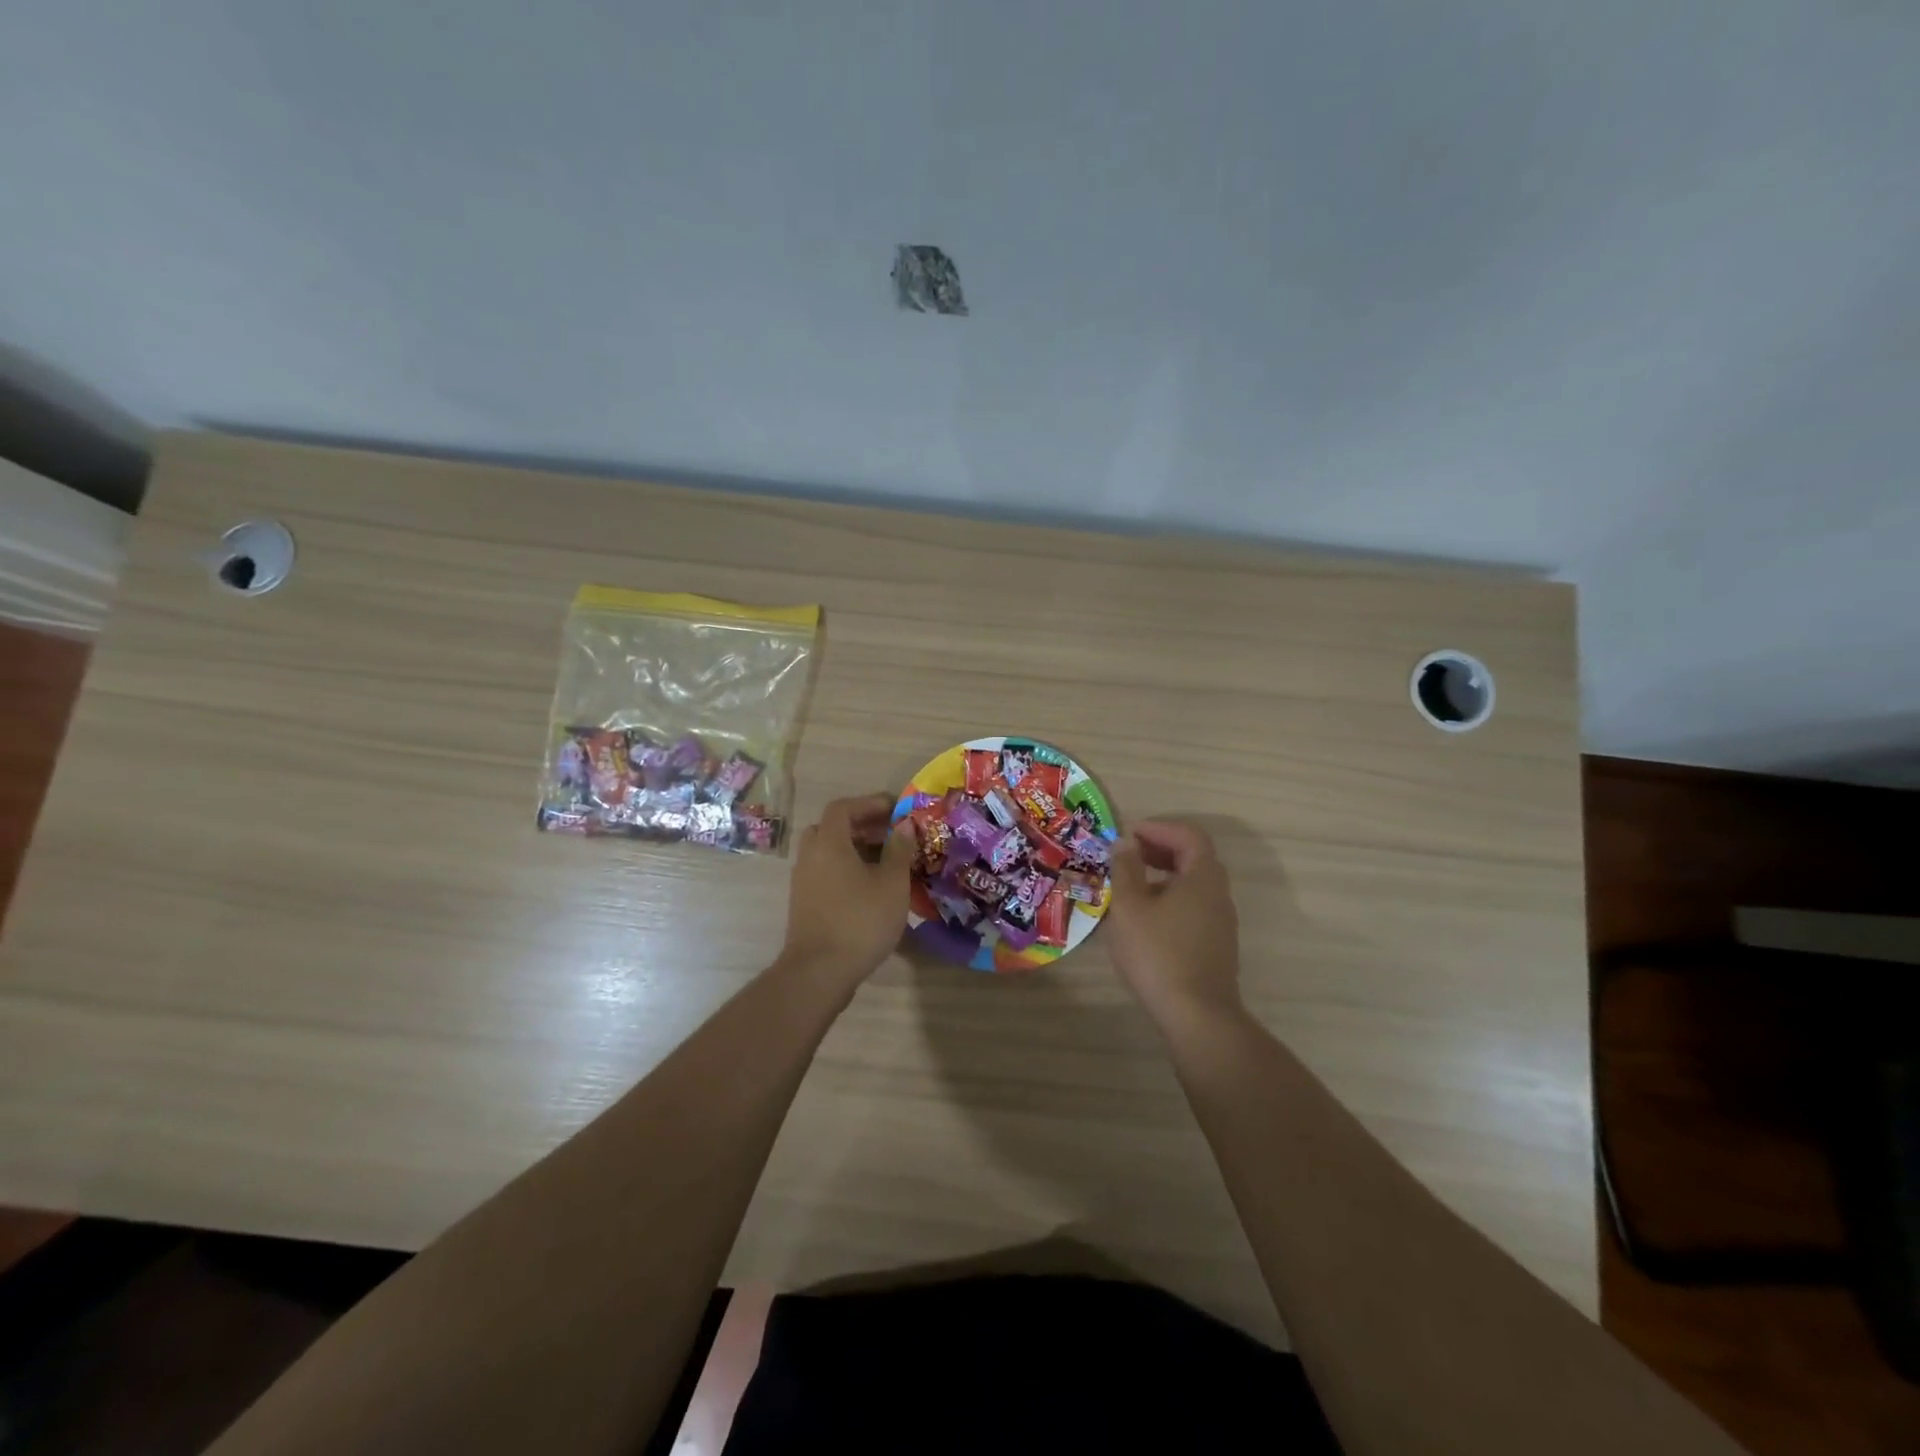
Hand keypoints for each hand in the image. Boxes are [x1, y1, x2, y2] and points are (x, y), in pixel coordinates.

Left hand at [779, 793, 912, 992]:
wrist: (819, 972)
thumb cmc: (860, 921)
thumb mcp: (892, 883)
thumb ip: (899, 850)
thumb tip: (904, 825)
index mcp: (829, 843)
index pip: (844, 807)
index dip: (870, 803)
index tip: (895, 808)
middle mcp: (810, 855)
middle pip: (832, 827)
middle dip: (862, 825)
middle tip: (890, 833)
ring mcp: (803, 880)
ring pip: (828, 851)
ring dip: (854, 848)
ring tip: (885, 860)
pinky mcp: (804, 902)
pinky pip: (825, 871)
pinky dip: (846, 867)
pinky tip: (870, 886)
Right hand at [1107, 821, 1242, 1028]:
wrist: (1196, 1016)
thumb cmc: (1158, 954)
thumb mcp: (1129, 907)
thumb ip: (1125, 869)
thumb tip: (1125, 844)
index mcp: (1203, 878)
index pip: (1189, 836)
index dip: (1159, 828)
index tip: (1130, 833)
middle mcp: (1218, 895)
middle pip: (1194, 858)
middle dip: (1160, 849)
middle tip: (1129, 855)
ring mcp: (1221, 922)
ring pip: (1193, 885)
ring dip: (1164, 875)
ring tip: (1131, 886)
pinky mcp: (1215, 945)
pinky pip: (1193, 907)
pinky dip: (1170, 899)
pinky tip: (1145, 919)